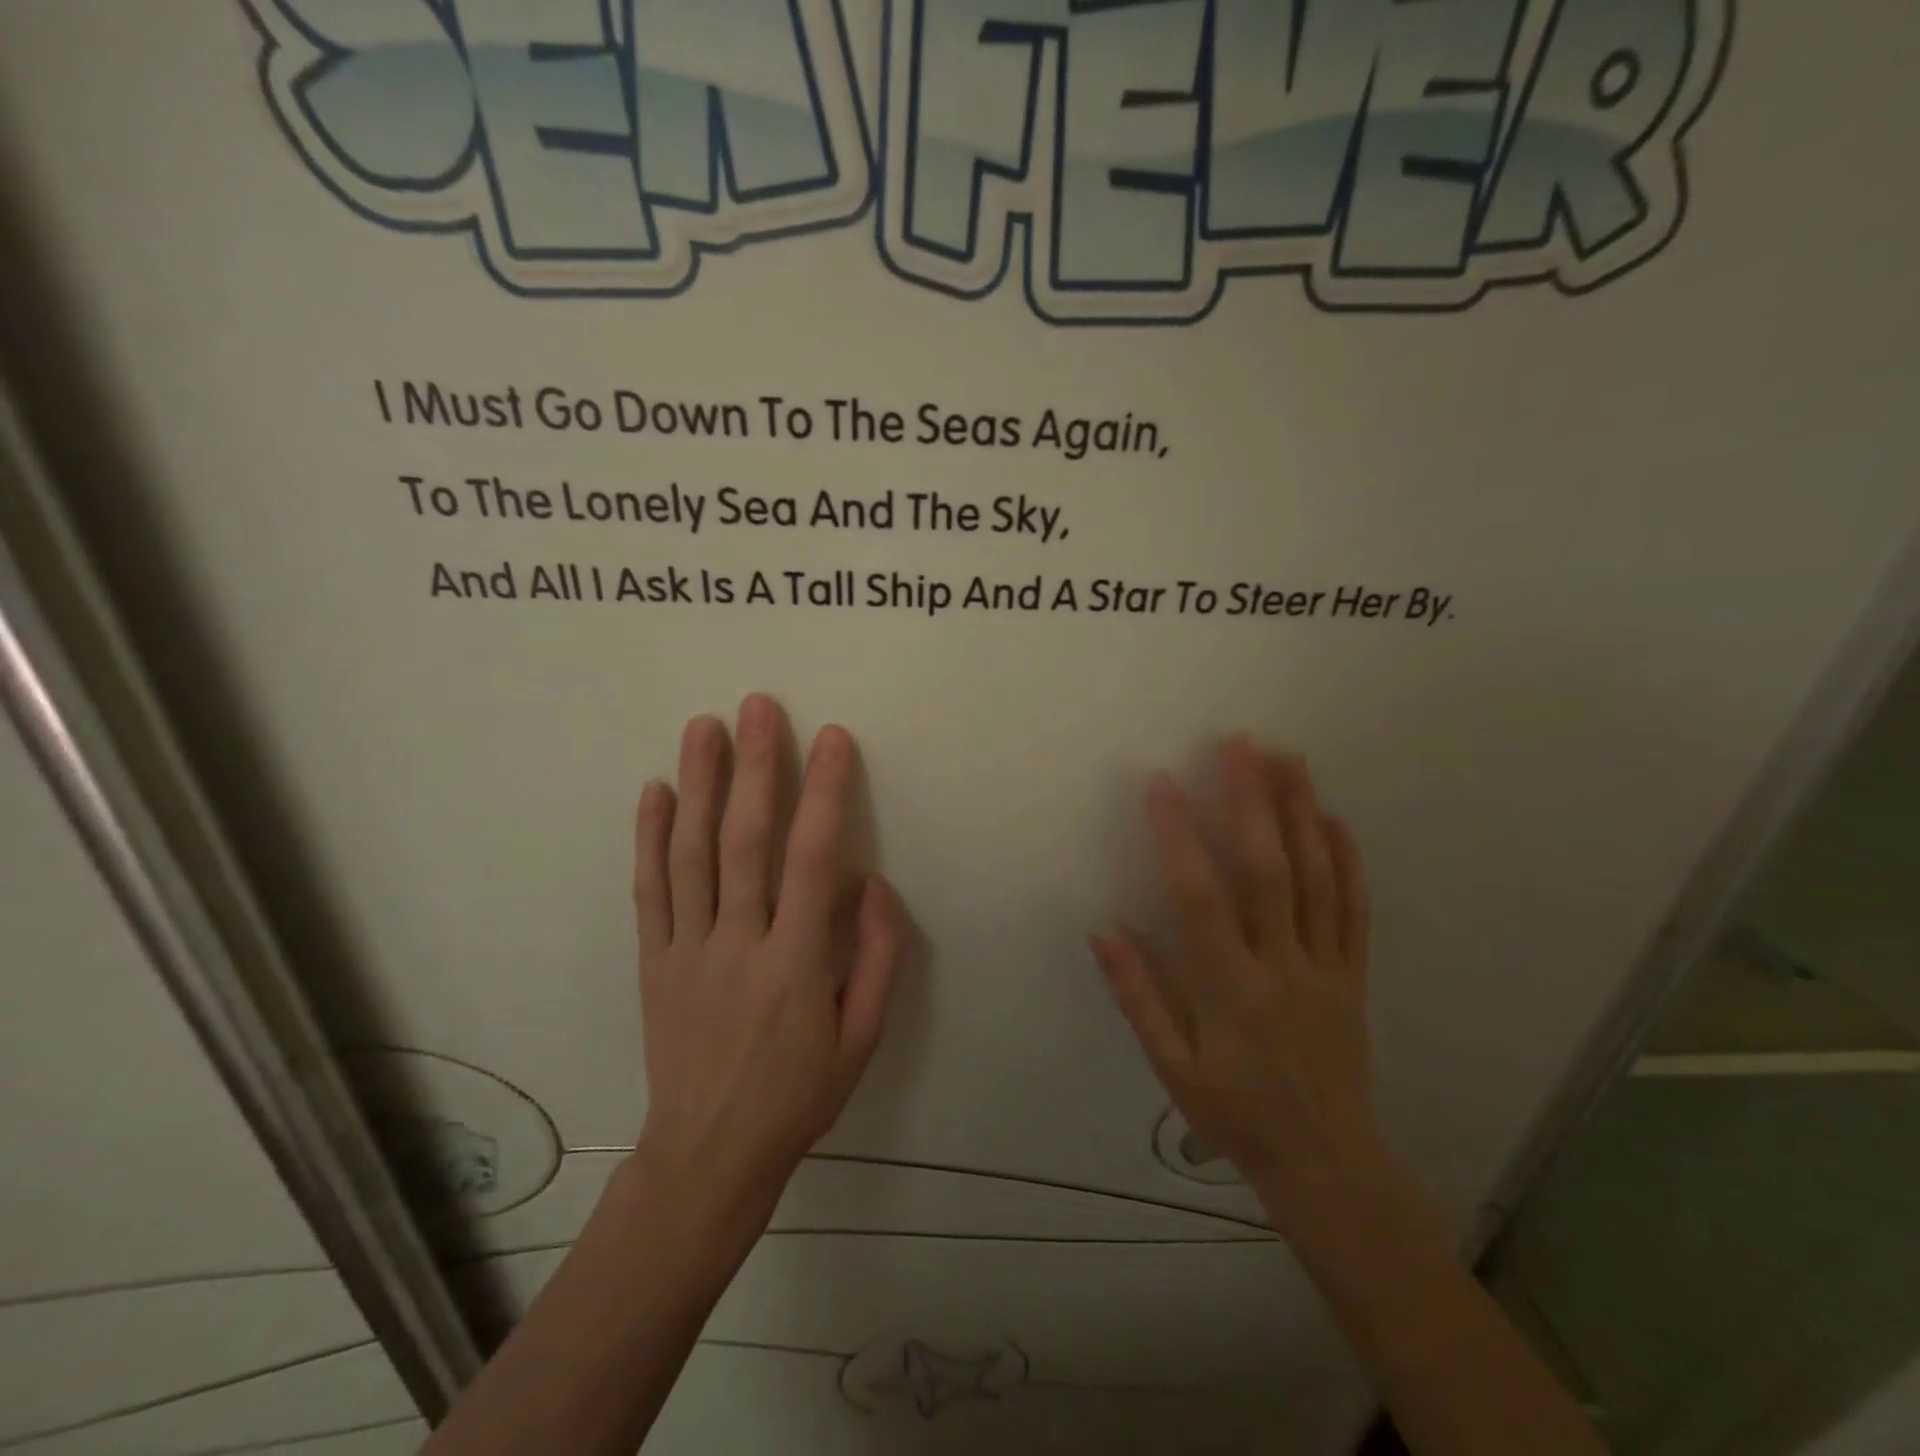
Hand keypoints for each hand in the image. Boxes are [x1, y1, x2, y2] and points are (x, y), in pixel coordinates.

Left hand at [632, 694, 899, 1225]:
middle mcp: (738, 945)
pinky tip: (655, 790)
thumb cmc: (799, 1095)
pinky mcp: (652, 962)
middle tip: (759, 706)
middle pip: (744, 842)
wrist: (708, 1155)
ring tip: (704, 726)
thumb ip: (877, 957)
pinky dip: (649, 837)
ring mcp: (686, 950)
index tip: (833, 739)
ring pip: (691, 855)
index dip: (826, 794)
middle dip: (755, 768)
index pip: (813, 860)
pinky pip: (648, 892)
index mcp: (796, 964)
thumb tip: (873, 884)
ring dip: (699, 785)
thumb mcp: (863, 1039)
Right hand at [1091, 739, 1382, 1226]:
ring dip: (1302, 812)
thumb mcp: (1172, 1068)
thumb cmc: (1235, 1113)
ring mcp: (1325, 965)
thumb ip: (1138, 996)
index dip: (1178, 837)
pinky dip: (1348, 860)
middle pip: (1268, 870)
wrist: (1326, 1162)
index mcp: (1229, 987)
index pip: (1199, 897)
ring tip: (1288, 759)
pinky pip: (1355, 909)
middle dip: (1252, 801)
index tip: (1162, 784)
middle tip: (1241, 744)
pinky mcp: (1354, 974)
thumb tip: (1105, 929)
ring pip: (1317, 877)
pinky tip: (1336, 819)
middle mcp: (1281, 964)